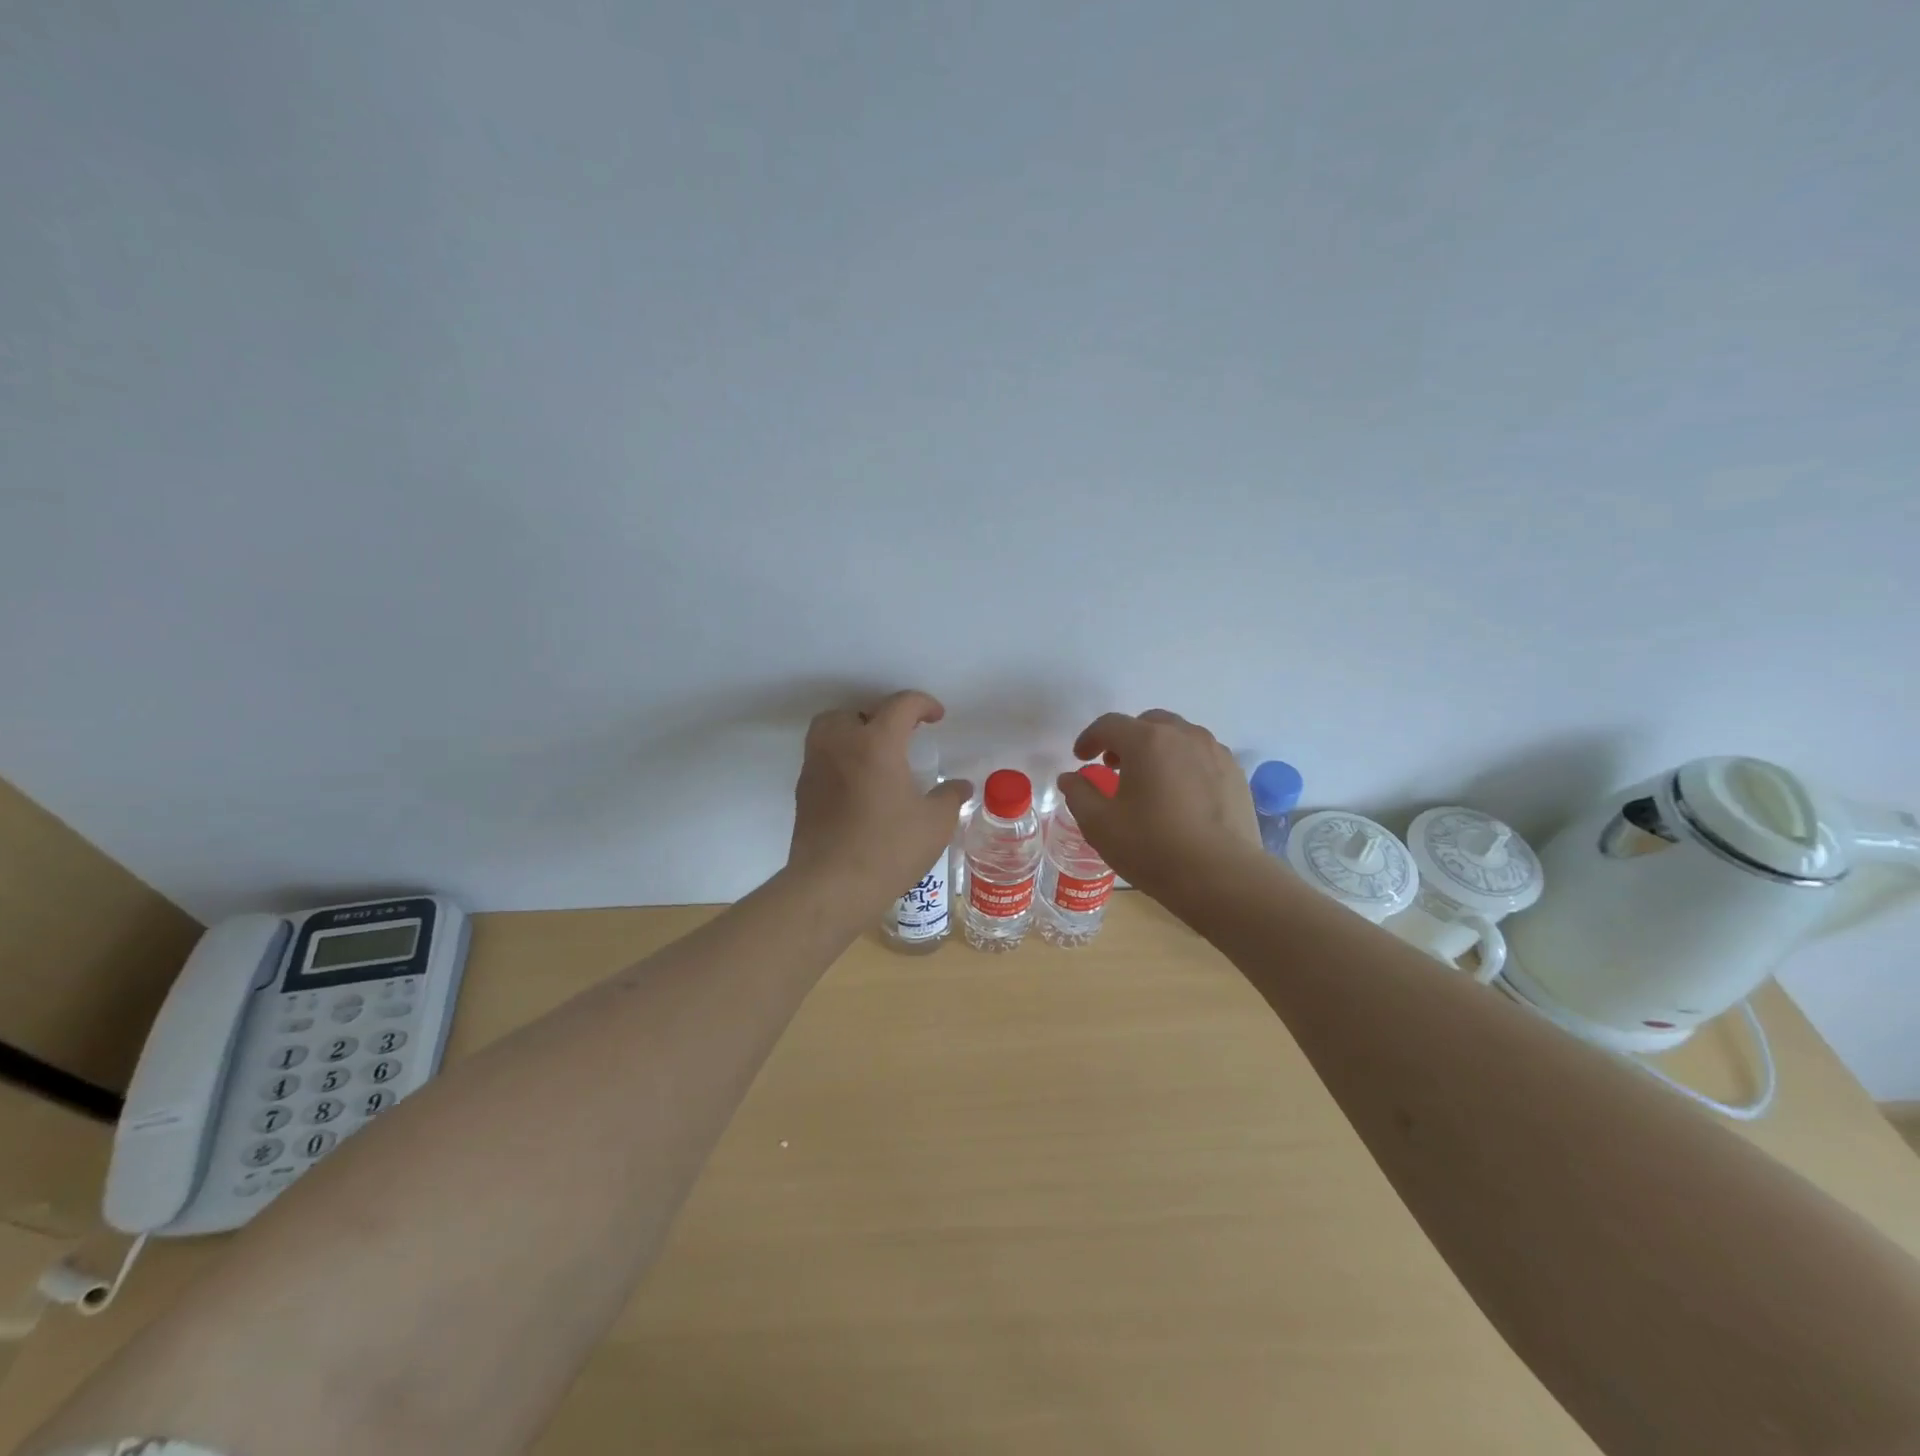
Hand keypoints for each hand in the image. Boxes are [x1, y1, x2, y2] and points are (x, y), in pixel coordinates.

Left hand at [788, 689, 972, 907]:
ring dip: (853, 733)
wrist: (830, 886)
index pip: (900, 705)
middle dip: (880, 716)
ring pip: (829, 730)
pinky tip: (859, 786)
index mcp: (876, 743)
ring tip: (876, 757)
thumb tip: (961, 786)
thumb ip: (950, 797)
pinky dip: (840, 758)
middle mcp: (840, 744)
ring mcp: (816, 766)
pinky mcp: (803, 790)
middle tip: (901, 737)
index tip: (936, 717)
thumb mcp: (934, 824)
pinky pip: (821, 758)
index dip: (923, 704)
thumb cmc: (888, 849)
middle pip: (855, 711)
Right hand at [1056, 709, 1261, 903]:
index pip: (1109, 725)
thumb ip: (1079, 794)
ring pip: (1179, 737)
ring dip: (1158, 749)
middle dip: (1127, 739)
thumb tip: (1070, 778)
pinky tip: (1180, 796)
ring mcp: (1215, 752)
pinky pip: (1202, 757)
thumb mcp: (1100, 824)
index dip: (1089, 738)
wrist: (1221, 877)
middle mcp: (1183, 735)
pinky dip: (1184, 765)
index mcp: (1146, 741)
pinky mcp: (1235, 774)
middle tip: (1114, 767)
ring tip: (1149, 780)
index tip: (1081, 759)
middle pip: (1148, 723)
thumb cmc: (1152, 847)